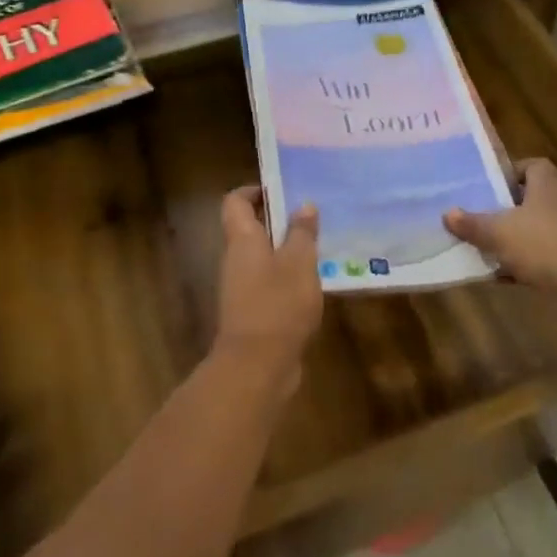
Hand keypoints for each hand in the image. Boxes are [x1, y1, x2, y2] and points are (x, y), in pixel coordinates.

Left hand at [214, 187, 322, 390]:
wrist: (257, 368)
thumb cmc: (277, 305)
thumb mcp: (299, 262)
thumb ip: (302, 233)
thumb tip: (304, 205)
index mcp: (243, 241)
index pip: (235, 203)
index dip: (253, 191)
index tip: (281, 188)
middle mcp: (237, 261)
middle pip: (251, 229)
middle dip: (279, 220)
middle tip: (312, 215)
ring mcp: (243, 289)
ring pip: (264, 258)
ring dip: (287, 251)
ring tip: (321, 246)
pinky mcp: (254, 314)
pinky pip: (271, 284)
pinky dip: (289, 278)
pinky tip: (316, 283)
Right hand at [445, 159, 556, 301]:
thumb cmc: (542, 243)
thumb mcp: (498, 232)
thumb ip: (473, 224)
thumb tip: (448, 214)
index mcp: (546, 186)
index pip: (534, 166)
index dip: (514, 171)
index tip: (492, 184)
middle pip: (533, 199)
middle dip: (509, 209)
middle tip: (482, 215)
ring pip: (538, 230)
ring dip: (516, 238)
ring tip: (487, 246)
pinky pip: (544, 258)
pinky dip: (525, 265)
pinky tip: (503, 277)